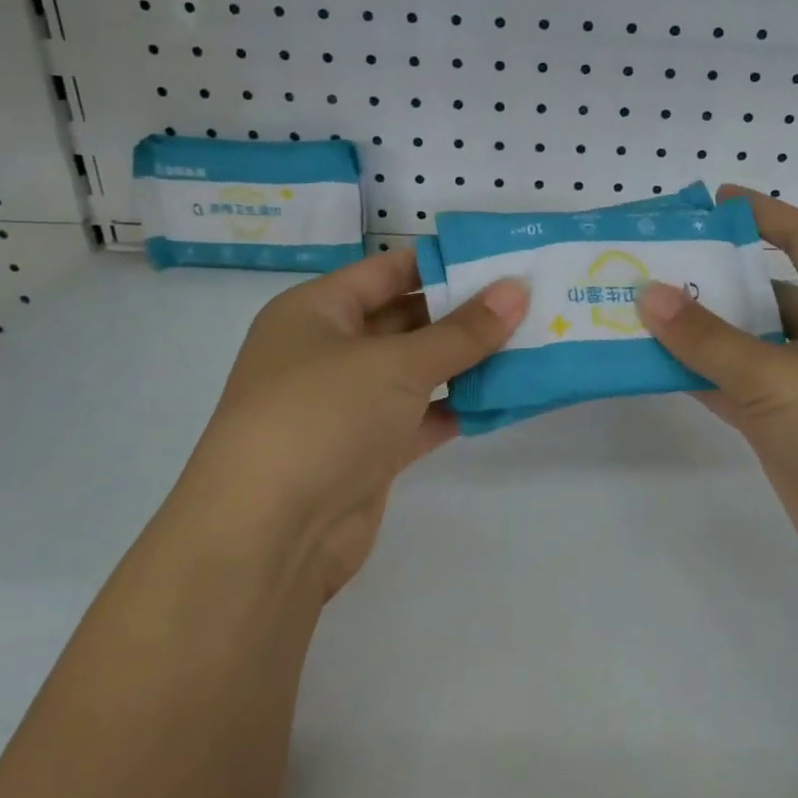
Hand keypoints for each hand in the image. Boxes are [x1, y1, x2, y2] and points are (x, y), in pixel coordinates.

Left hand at [179, 248, 528, 599]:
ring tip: (531, 343)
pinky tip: (505, 397)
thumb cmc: (322, 416)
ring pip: (416, 371)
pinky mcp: (367, 452)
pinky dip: (457, 408)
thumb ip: (463, 330)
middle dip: (463, 313)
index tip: (502, 260)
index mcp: (316, 311)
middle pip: (405, 320)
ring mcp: (346, 405)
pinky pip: (420, 416)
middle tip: (528, 302)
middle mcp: (328, 352)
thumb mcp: (397, 363)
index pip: (387, 271)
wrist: (267, 537)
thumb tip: (516, 290)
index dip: (443, 263)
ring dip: (467, 362)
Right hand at [638, 187, 797, 591]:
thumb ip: (710, 338)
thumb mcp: (782, 376)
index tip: (714, 200)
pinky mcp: (790, 428)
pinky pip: (738, 389)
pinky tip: (656, 367)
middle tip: (653, 266)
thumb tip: (649, 293)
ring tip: (640, 312)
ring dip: (701, 333)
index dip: (764, 215)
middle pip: (766, 294)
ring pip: (747, 346)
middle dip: (715, 280)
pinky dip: (702, 377)